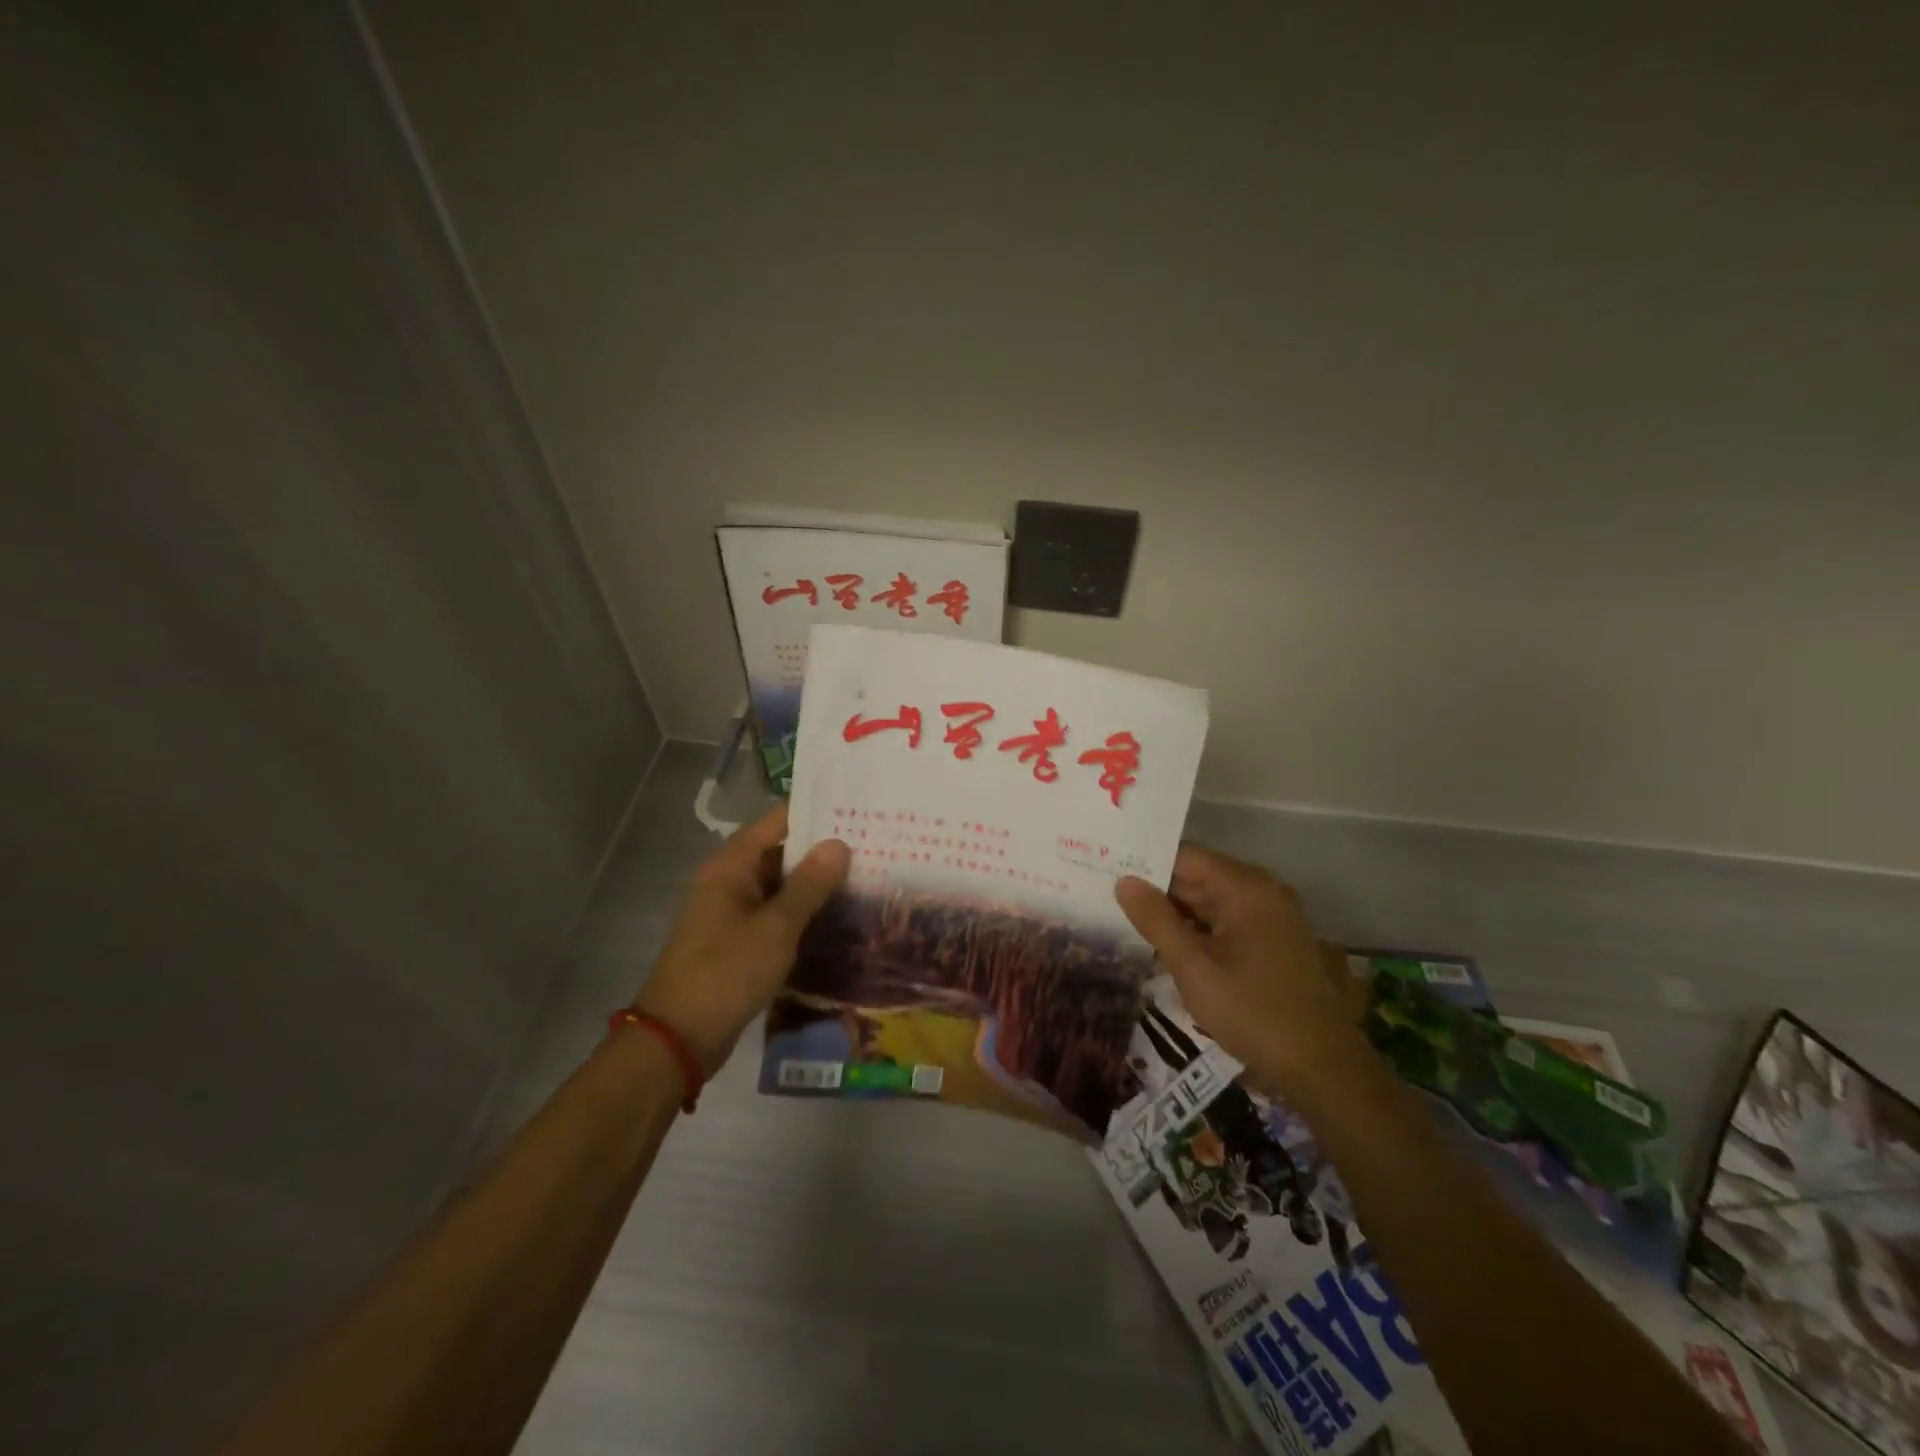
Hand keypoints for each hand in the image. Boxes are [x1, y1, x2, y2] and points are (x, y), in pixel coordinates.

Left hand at [633, 805, 849, 1074]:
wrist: (678, 1038)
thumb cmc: (726, 972)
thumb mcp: (775, 927)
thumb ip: (809, 885)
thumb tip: (839, 844)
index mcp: (731, 865)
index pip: (777, 822)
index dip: (816, 814)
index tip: (858, 811)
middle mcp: (728, 880)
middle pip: (780, 851)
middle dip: (823, 851)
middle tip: (873, 846)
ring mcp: (731, 912)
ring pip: (780, 886)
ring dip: (815, 884)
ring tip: (866, 877)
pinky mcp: (737, 941)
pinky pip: (775, 914)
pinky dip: (802, 913)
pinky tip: (838, 918)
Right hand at [1115, 844, 1366, 1092]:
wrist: (1322, 1068)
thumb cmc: (1252, 1012)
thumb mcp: (1193, 967)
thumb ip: (1156, 920)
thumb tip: (1124, 881)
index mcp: (1245, 888)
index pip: (1185, 856)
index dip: (1145, 863)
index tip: (1107, 871)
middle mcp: (1263, 892)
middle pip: (1198, 878)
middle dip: (1157, 891)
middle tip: (1109, 900)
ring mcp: (1273, 918)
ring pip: (1211, 903)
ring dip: (1176, 915)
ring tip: (1128, 924)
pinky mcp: (1276, 943)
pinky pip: (1228, 923)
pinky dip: (1199, 932)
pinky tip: (1168, 949)